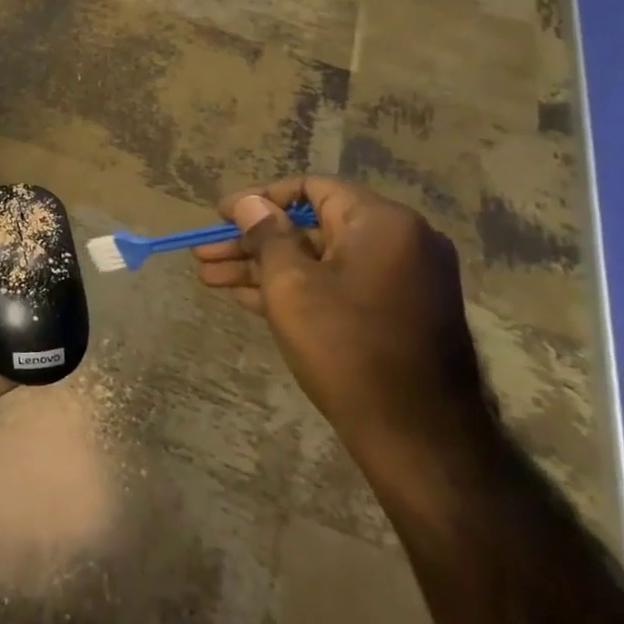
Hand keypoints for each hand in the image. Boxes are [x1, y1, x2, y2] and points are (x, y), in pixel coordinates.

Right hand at [194, 175, 494, 476]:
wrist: (418, 436)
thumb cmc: (346, 347)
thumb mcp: (290, 285)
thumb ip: (266, 234)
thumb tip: (248, 202)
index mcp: (381, 222)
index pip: (311, 188)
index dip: (259, 199)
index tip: (219, 216)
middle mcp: (400, 240)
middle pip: (311, 226)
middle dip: (252, 241)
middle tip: (205, 254)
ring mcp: (402, 279)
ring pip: (320, 260)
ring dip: (266, 267)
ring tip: (211, 279)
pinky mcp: (398, 312)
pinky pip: (339, 285)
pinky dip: (297, 288)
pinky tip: (247, 298)